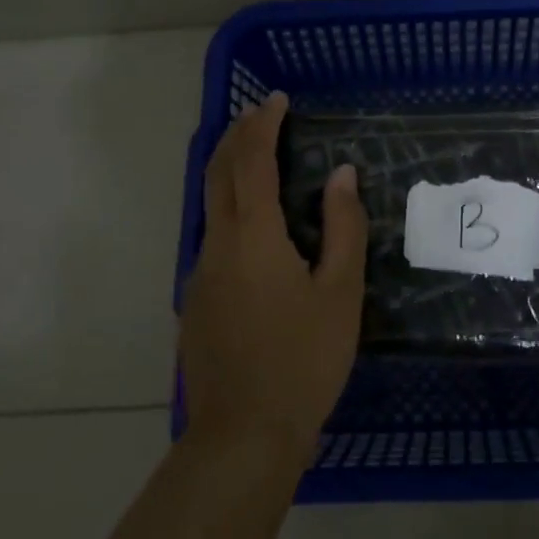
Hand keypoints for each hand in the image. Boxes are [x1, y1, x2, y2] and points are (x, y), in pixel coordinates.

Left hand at [181, 92, 367, 468]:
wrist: (243, 437)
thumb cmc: (303, 361)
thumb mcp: (340, 293)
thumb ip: (343, 227)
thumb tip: (341, 175)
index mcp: (253, 236)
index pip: (252, 161)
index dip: (263, 125)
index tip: (277, 100)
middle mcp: (217, 244)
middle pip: (219, 173)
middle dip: (237, 135)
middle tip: (260, 113)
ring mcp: (200, 274)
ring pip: (210, 204)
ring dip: (230, 169)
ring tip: (256, 154)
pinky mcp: (196, 301)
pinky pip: (212, 235)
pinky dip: (229, 207)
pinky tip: (254, 225)